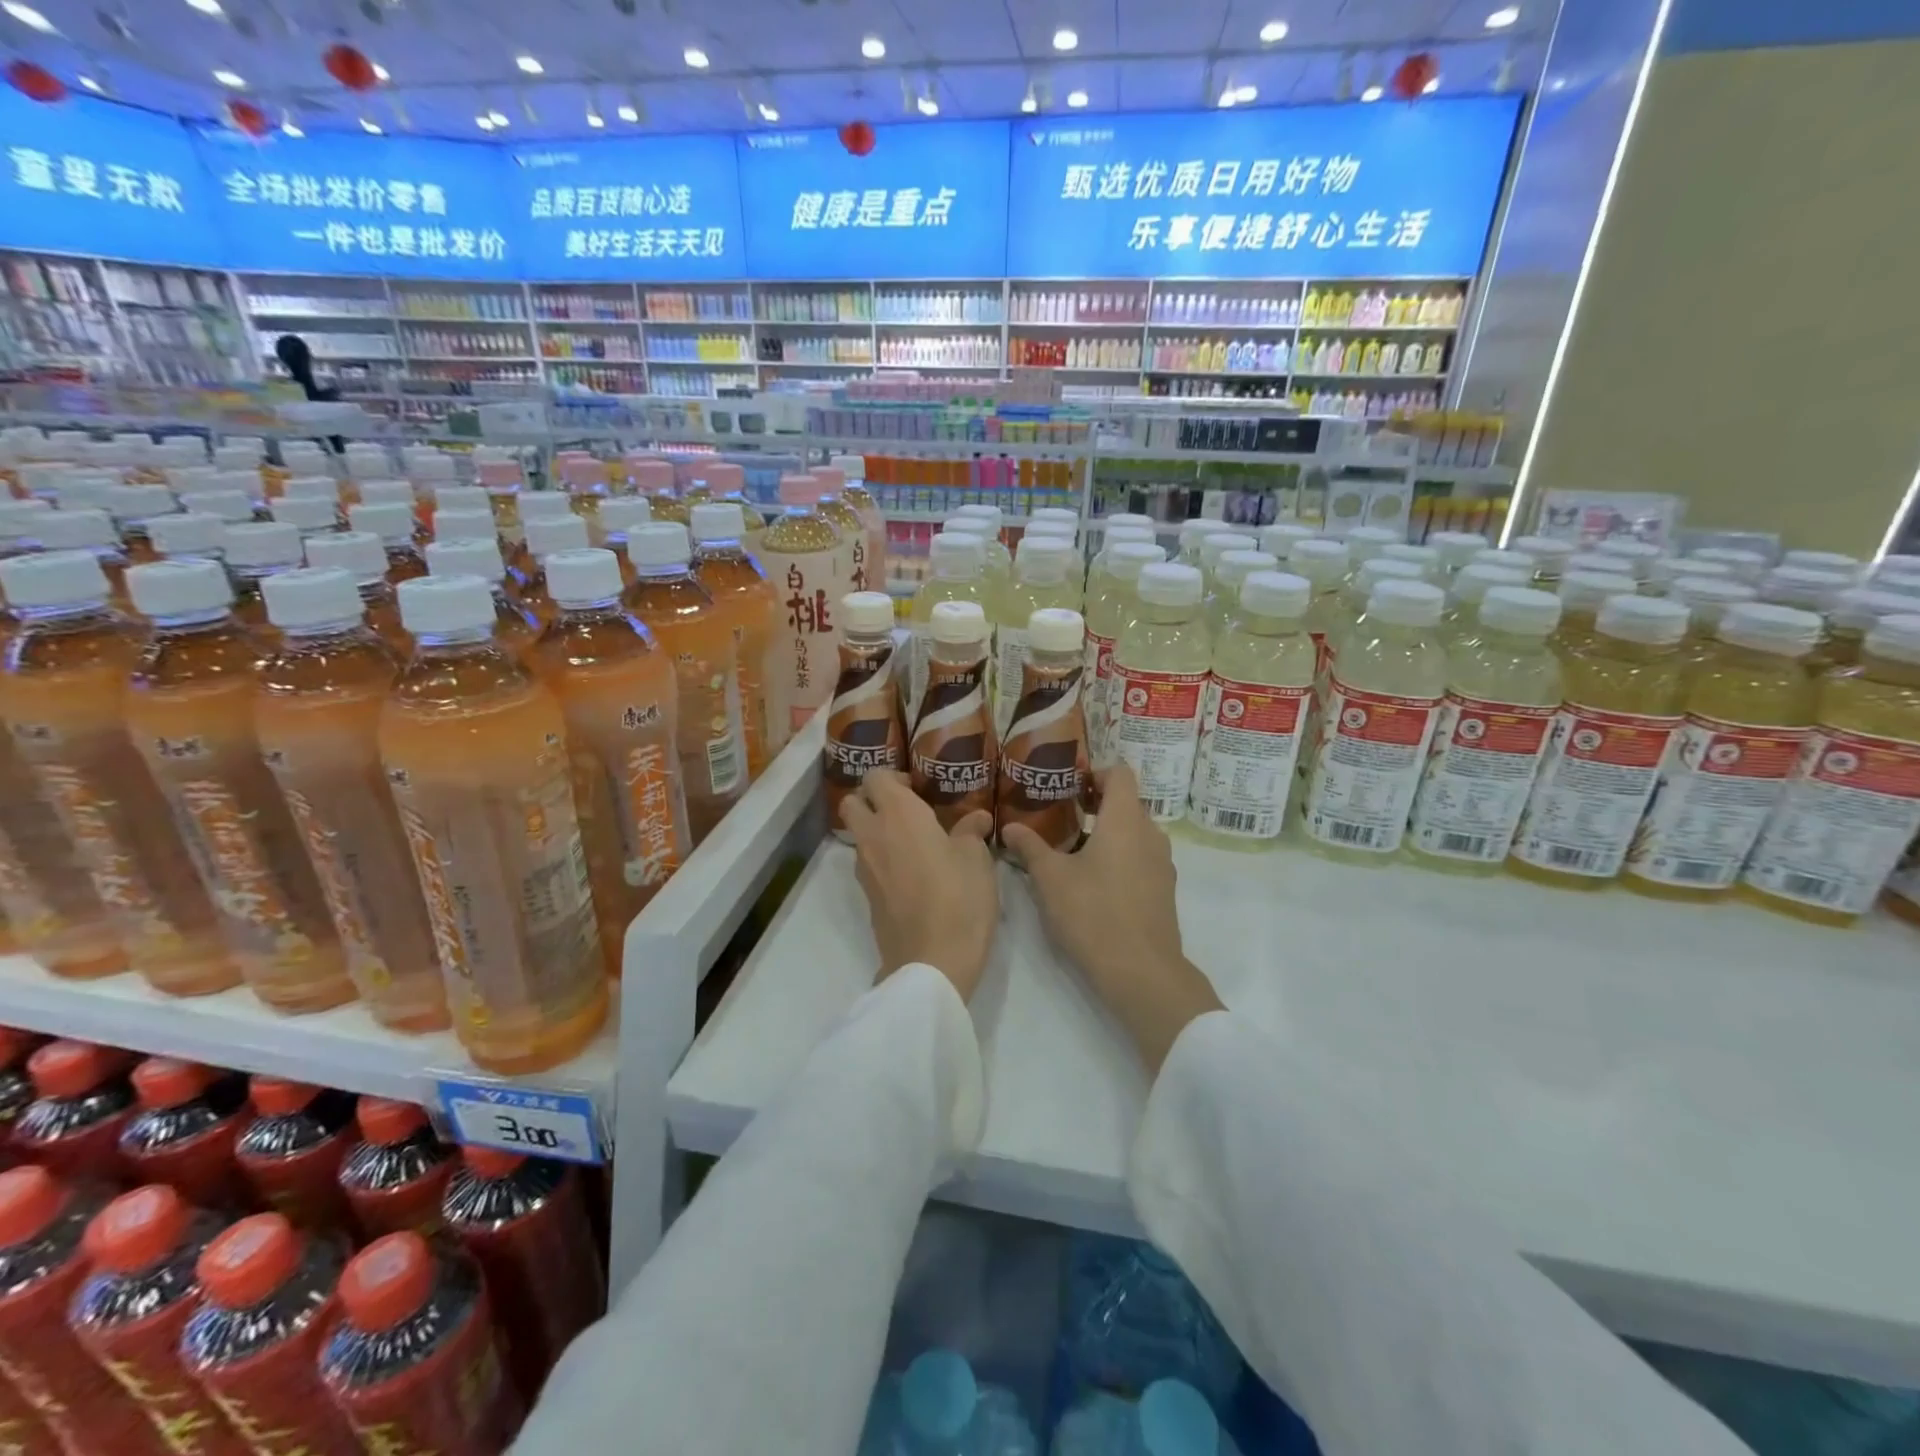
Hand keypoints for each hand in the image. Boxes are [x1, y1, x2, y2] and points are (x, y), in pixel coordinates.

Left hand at [838, 770, 997, 1003]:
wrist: (932, 962)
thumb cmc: (959, 898)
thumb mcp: (976, 859)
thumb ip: (971, 831)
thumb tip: (976, 819)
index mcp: (899, 814)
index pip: (875, 776)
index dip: (893, 777)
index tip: (918, 788)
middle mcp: (873, 835)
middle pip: (852, 802)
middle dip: (871, 800)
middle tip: (906, 811)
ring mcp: (865, 869)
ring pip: (858, 835)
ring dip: (877, 832)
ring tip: (914, 844)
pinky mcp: (867, 897)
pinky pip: (868, 864)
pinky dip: (882, 860)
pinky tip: (913, 874)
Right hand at [1000, 764, 1222, 1071]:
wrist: (1141, 971)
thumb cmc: (1093, 913)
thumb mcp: (1050, 879)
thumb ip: (1030, 847)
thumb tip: (1009, 827)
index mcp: (1125, 820)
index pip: (1120, 774)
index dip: (1096, 772)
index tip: (1069, 786)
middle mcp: (1150, 834)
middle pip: (1127, 803)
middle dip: (1096, 804)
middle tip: (1063, 816)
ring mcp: (1162, 863)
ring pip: (1135, 832)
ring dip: (1108, 832)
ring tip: (1075, 849)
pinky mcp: (1164, 889)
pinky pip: (1142, 857)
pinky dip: (1121, 856)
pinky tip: (1095, 881)